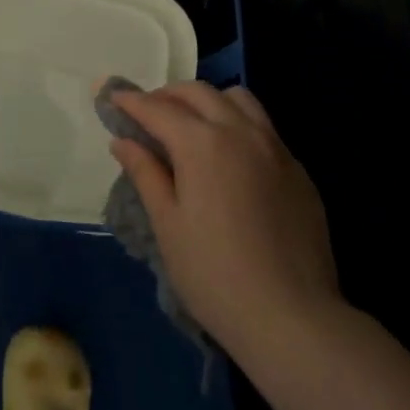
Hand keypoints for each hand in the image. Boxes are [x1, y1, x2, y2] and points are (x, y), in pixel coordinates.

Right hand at [109, 82, 340, 357]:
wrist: (291, 317)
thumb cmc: (213, 273)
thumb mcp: (167, 224)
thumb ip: (145, 173)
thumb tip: (123, 141)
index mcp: (202, 143)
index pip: (157, 108)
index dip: (130, 101)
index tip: (111, 96)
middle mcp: (241, 132)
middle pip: (198, 93)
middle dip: (167, 95)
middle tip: (146, 114)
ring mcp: (276, 148)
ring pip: (238, 99)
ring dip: (207, 101)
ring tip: (191, 126)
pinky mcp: (298, 170)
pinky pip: (263, 127)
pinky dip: (237, 124)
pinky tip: (229, 158)